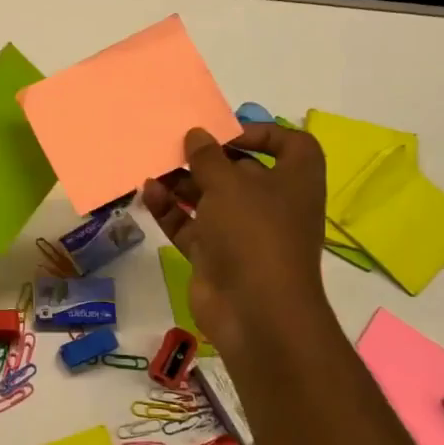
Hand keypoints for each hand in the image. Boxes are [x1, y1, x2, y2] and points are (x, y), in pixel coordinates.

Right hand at [142, 123, 331, 359]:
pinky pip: (191, 225)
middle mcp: (272, 204)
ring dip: (182, 183)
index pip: (290, 145)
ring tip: (154, 169)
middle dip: (207, 159)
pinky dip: (171, 210)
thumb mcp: (230, 184)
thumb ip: (208, 157)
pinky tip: (148, 193)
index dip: (262, 133)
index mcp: (294, 182)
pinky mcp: (215, 256)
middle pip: (241, 171)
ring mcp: (242, 233)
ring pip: (210, 199)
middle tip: (175, 148)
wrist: (255, 311)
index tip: (226, 133)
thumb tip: (197, 135)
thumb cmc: (254, 233)